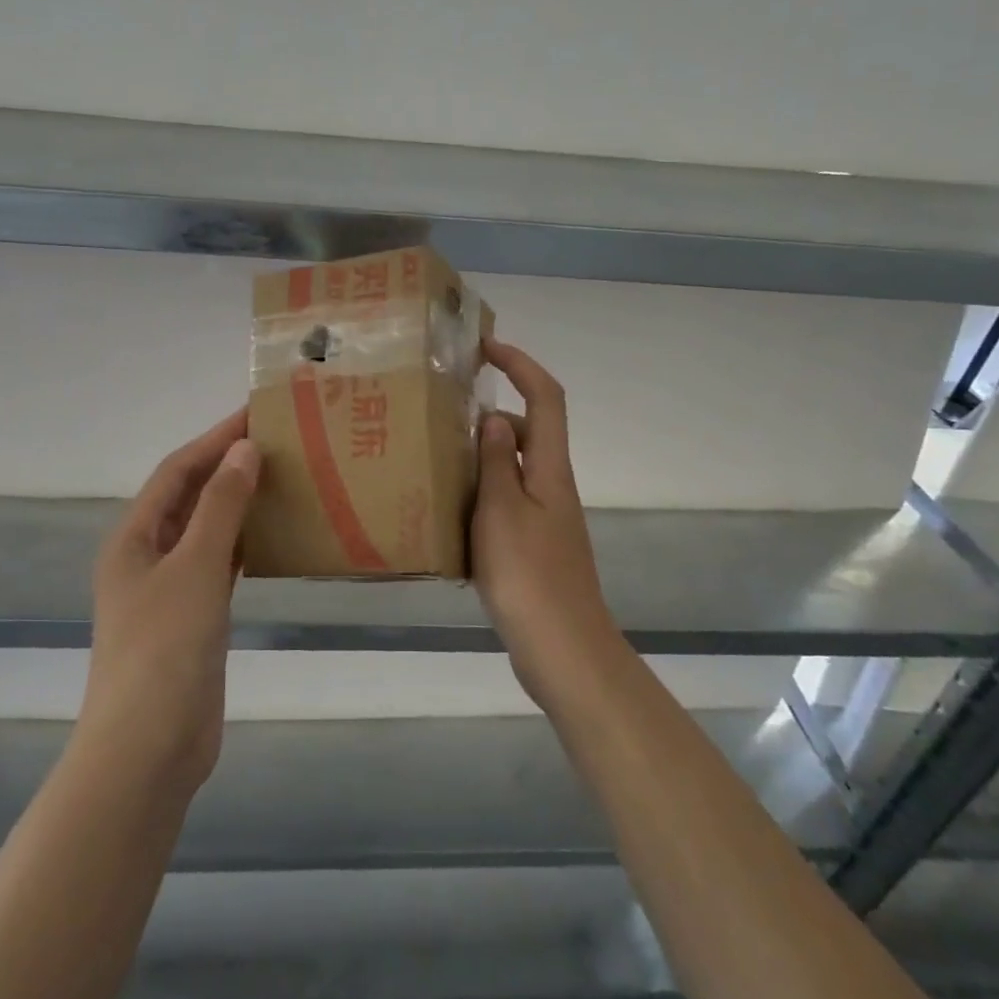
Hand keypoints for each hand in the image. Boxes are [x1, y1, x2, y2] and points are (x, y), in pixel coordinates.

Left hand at [81, 410, 259, 792]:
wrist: (149, 749)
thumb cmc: (165, 649)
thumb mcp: (195, 568)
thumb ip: (221, 507)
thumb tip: (243, 449)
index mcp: (134, 537)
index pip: (178, 470)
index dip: (215, 438)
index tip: (257, 412)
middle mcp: (147, 556)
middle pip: (190, 496)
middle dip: (228, 465)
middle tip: (279, 441)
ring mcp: (169, 590)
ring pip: (207, 530)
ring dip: (238, 503)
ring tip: (283, 478)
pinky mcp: (193, 618)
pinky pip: (220, 565)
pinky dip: (244, 544)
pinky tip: (275, 535)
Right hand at [473, 340, 629, 712]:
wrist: (562, 650)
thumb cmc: (528, 575)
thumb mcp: (501, 511)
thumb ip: (497, 461)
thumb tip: (496, 416)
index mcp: (550, 470)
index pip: (546, 398)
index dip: (521, 365)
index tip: (486, 348)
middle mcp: (553, 487)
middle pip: (530, 432)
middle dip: (493, 415)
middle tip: (444, 417)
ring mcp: (546, 520)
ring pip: (514, 471)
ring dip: (482, 459)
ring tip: (436, 463)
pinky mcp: (535, 549)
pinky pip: (506, 504)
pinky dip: (481, 498)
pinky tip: (448, 517)